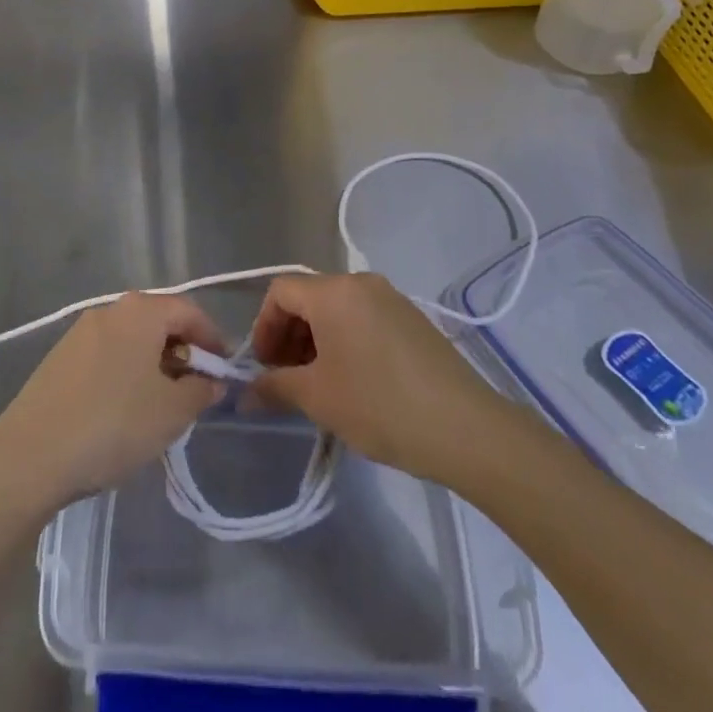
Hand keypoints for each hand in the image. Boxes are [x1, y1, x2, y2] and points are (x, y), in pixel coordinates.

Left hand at [0, 293, 226, 514]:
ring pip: (131, 340)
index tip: (224, 372)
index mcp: (141, 312)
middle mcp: (110, 310)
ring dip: (153, 364)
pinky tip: (122, 410)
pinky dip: (124, 373)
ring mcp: (79, 332)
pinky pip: (106, 355)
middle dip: (182, 352)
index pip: (190, 312)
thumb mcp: (171, 413)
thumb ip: (200, 391)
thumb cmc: (112, 425)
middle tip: (195, 390)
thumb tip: (211, 381)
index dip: (213, 340)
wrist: (29, 456)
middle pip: (158, 322)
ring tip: (160, 404)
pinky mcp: (59, 358)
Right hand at [250, 273, 502, 485]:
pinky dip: (346, 340)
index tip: (264, 367)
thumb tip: (247, 392)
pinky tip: (353, 381)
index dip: (263, 327)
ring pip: (338, 309)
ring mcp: (392, 298)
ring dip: (317, 340)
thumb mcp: (318, 398)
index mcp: (333, 292)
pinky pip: (364, 318)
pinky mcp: (413, 319)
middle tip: (287, 378)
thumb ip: (276, 386)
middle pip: (309, 297)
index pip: (280, 291)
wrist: (465, 427)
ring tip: (318, 384)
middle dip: (289, 335)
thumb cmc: (379, 405)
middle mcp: (361, 283)